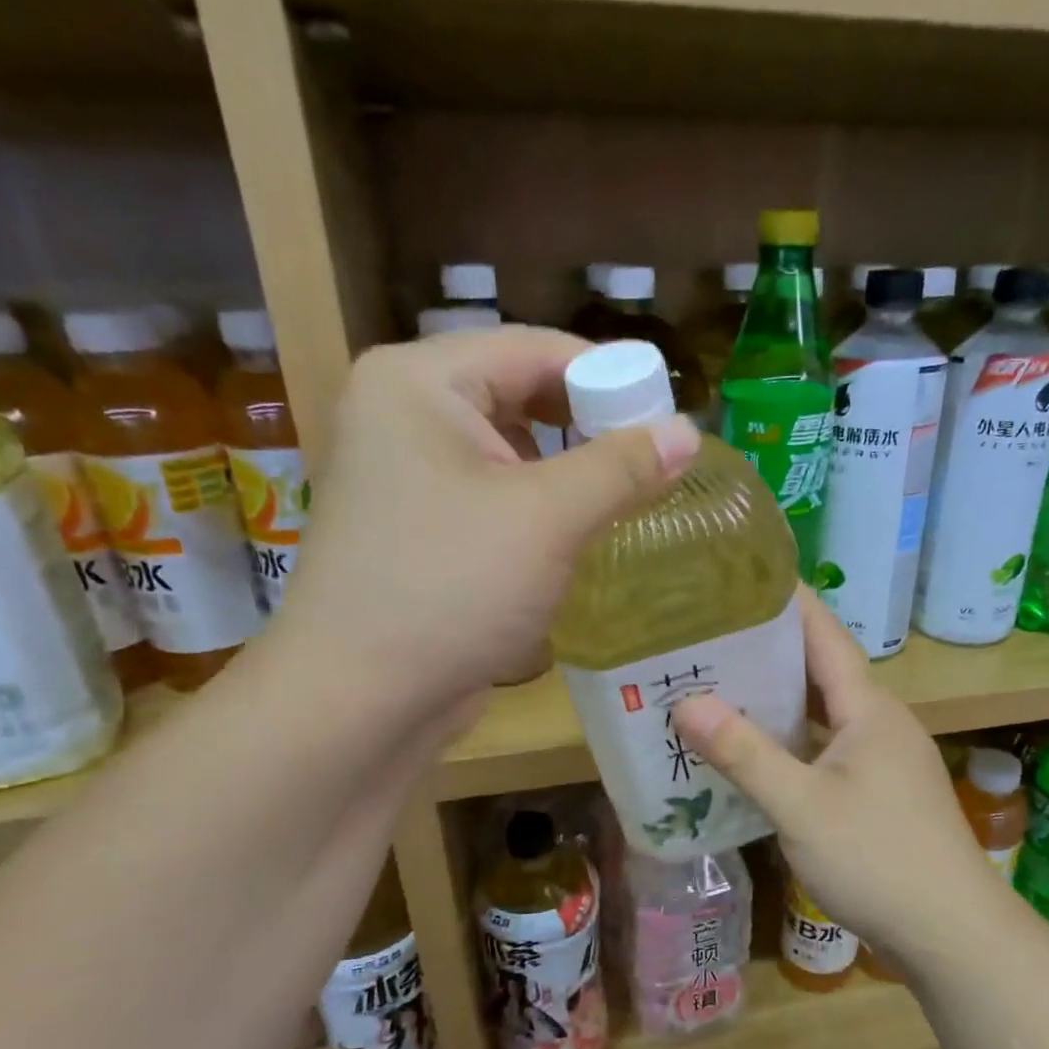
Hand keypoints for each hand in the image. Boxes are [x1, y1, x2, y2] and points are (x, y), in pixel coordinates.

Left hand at [273, 327, 700, 711]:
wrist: (359, 699)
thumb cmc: (450, 589)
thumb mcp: (548, 518)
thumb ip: (622, 467)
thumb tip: (688, 432)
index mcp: (418, 382)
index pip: (532, 349)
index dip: (609, 376)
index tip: (669, 416)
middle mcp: (402, 416)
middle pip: (518, 396)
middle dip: (588, 428)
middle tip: (653, 463)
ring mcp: (404, 478)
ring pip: (507, 453)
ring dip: (566, 474)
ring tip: (624, 499)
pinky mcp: (416, 532)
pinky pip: (491, 499)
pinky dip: (536, 510)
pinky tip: (573, 538)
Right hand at [671, 592, 1012, 963]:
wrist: (951, 935)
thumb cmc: (878, 859)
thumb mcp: (802, 806)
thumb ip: (745, 754)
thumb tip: (686, 703)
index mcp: (868, 709)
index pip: (824, 634)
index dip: (785, 601)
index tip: (738, 577)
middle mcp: (878, 723)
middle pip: (820, 671)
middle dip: (767, 651)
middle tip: (706, 638)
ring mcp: (881, 761)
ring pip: (821, 715)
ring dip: (776, 702)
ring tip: (716, 688)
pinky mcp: (877, 795)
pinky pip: (824, 751)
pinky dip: (789, 745)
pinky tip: (752, 755)